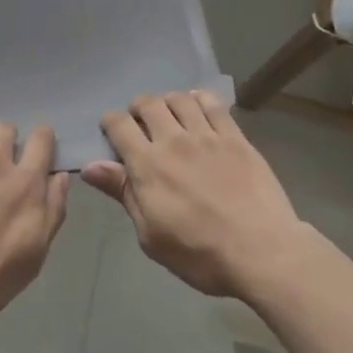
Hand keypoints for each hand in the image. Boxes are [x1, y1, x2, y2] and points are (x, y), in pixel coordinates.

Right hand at [85, 91, 308, 300]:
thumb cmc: (200, 253)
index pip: (119, 125)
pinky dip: (199, 98)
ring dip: (167, 101)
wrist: (262, 252)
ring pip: (180, 99)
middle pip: (148, 104)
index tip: (110, 131)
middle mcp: (174, 141)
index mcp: (148, 165)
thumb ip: (123, 193)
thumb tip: (90, 166)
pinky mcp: (235, 138)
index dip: (110, 122)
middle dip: (137, 108)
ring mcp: (207, 136)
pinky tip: (197, 105)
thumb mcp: (151, 234)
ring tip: (169, 114)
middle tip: (140, 123)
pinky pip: (213, 105)